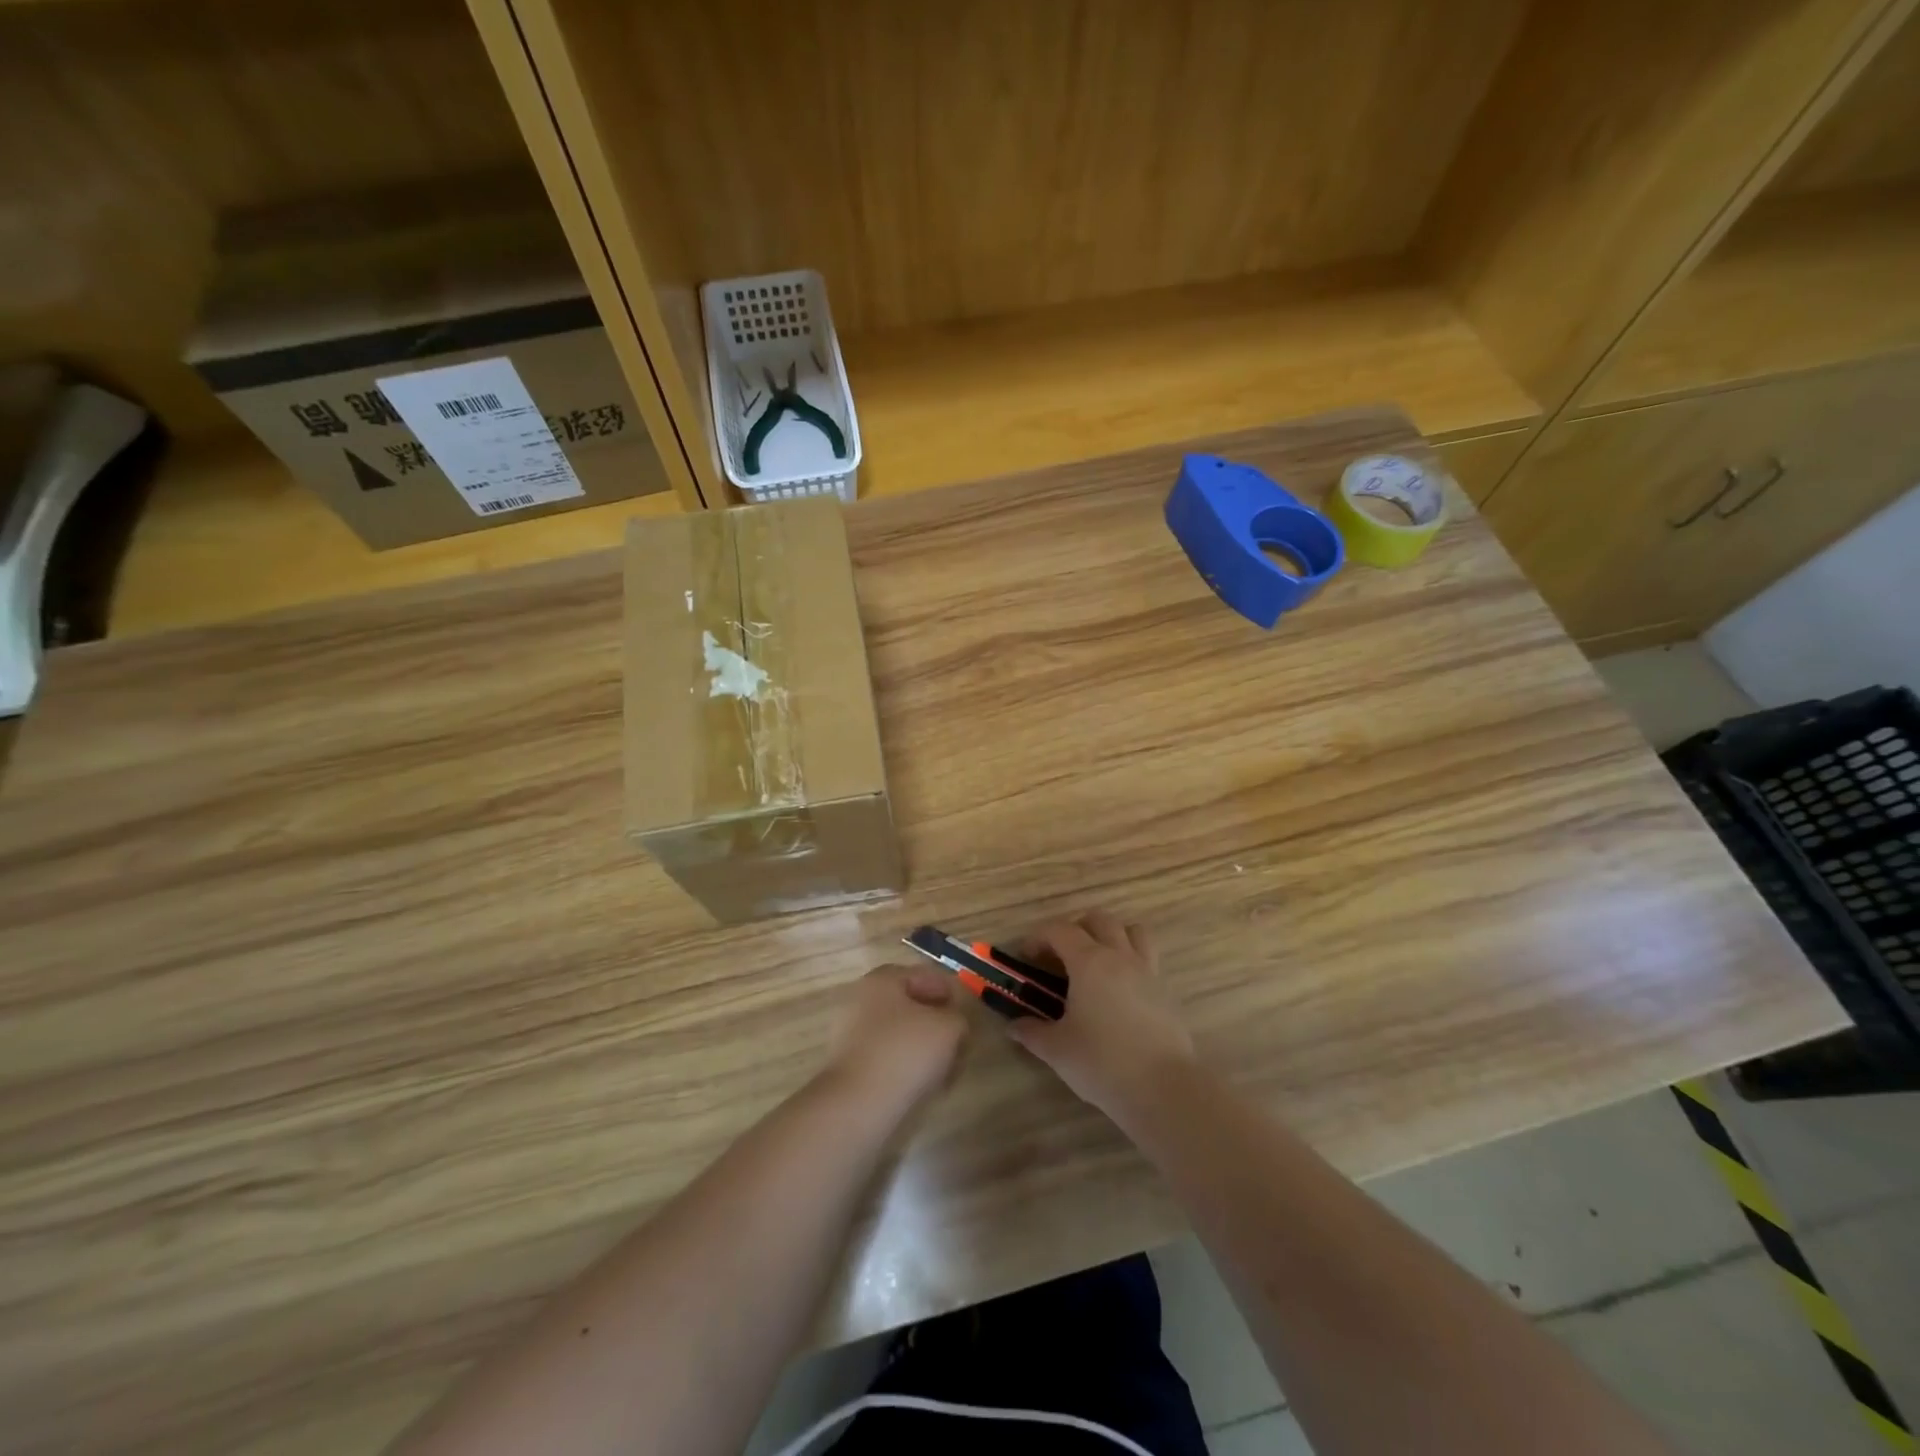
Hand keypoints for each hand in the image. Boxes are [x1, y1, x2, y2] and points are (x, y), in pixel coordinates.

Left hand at [822, 965, 969, 1110]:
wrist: (858, 1105)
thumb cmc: (905, 1053)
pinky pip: (887, 1055)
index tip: (966, 1019)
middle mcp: (863, 998)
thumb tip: (953, 1026)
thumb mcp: (948, 1029)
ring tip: (944, 1070)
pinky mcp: (849, 1063)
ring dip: (924, 1047)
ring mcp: (852, 1031)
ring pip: (900, 1032)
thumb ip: (958, 1019)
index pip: (926, 976)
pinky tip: (922, 1084)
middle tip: (958, 1045)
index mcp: (883, 979)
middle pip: (911, 1005)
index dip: (951, 995)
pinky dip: (906, 1065)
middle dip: (938, 1024)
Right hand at [1007, 910, 1194, 1119]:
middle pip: (1100, 919)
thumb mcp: (1057, 1049)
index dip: (1039, 937)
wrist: (1163, 1088)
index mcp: (1089, 962)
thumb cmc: (1102, 1062)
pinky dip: (1131, 961)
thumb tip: (1014, 1025)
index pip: (1060, 930)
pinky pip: (1147, 958)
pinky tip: (1119, 991)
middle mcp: (1120, 956)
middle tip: (1061, 956)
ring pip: (1132, 931)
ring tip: (1096, 962)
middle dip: (1076, 928)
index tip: (1026, 957)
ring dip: (1111, 936)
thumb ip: (1032, 1032)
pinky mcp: (1165, 991)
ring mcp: (1147, 971)